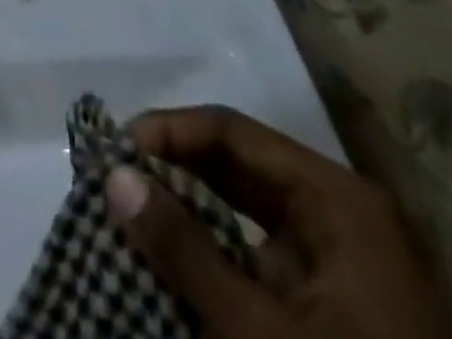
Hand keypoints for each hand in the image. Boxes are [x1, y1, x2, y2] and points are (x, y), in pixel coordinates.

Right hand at [105, 107, 451, 338]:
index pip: (232, 132)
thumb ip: (186, 251)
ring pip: (244, 210)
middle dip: (172, 172)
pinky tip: (170, 268)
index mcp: (336, 199)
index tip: (113, 153)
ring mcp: (338, 263)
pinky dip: (213, 257)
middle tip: (113, 183)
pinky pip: (258, 257)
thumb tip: (113, 175)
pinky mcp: (330, 306)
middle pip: (237, 165)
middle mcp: (338, 214)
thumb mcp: (262, 334)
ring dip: (187, 213)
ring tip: (129, 218)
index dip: (168, 133)